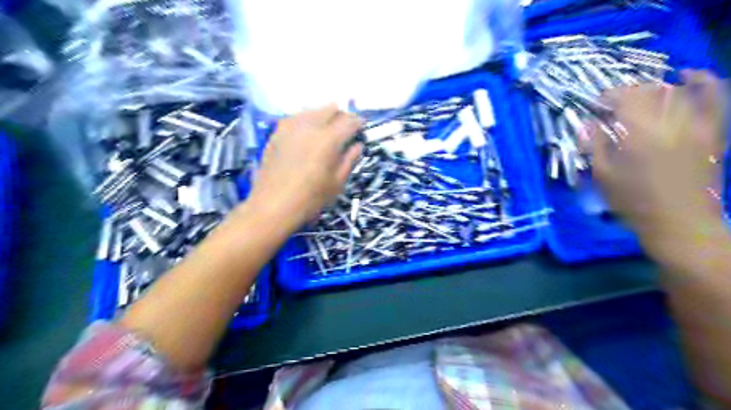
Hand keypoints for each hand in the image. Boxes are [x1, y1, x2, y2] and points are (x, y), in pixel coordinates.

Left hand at [248, 106, 361, 230]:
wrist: (272, 205)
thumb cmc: (310, 199)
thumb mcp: (337, 183)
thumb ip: (350, 160)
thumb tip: (358, 145)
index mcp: (328, 139)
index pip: (349, 121)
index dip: (359, 123)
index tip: (362, 128)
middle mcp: (310, 126)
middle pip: (331, 109)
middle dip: (342, 116)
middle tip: (345, 129)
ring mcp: (290, 126)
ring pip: (313, 110)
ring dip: (324, 116)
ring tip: (326, 131)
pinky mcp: (277, 132)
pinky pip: (297, 118)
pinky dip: (307, 121)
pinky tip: (307, 135)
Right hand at [592, 69, 723, 243]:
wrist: (681, 223)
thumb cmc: (634, 202)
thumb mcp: (604, 176)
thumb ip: (594, 146)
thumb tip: (586, 124)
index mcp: (640, 133)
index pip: (625, 97)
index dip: (609, 95)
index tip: (597, 104)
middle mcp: (671, 121)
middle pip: (650, 91)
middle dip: (629, 93)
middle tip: (614, 106)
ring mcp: (698, 124)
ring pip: (677, 91)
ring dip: (655, 90)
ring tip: (641, 98)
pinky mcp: (714, 132)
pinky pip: (714, 98)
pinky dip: (704, 82)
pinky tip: (690, 76)